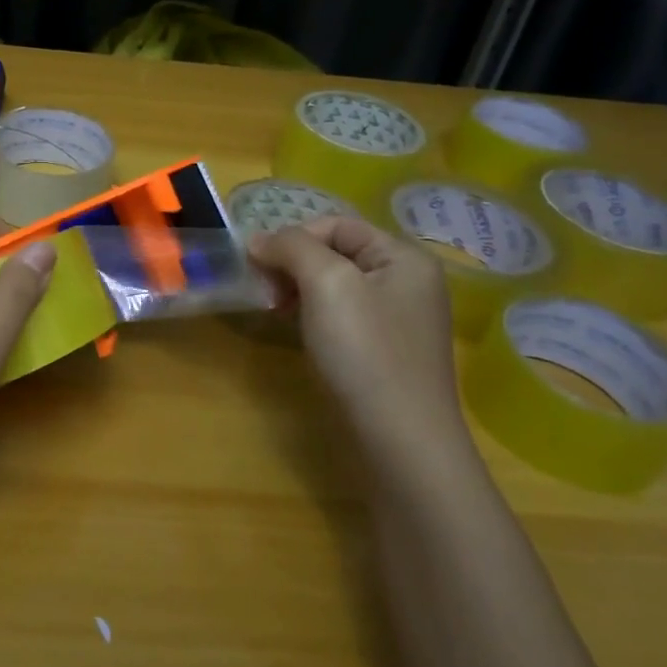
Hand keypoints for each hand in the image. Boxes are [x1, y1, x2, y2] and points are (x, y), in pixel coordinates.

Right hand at [248, 216, 468, 460]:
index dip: (293, 237)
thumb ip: (291, 247)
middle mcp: (408, 282)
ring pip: (335, 286)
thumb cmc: (365, 352)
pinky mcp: (385, 352)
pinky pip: (342, 316)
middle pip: (336, 253)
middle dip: (294, 264)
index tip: (258, 265)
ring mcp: (399, 320)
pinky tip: (298, 333)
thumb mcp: (326, 283)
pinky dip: (313, 316)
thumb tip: (258, 239)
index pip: (337, 224)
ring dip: (299, 290)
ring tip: (276, 311)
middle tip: (264, 291)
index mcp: (404, 257)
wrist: (401, 442)